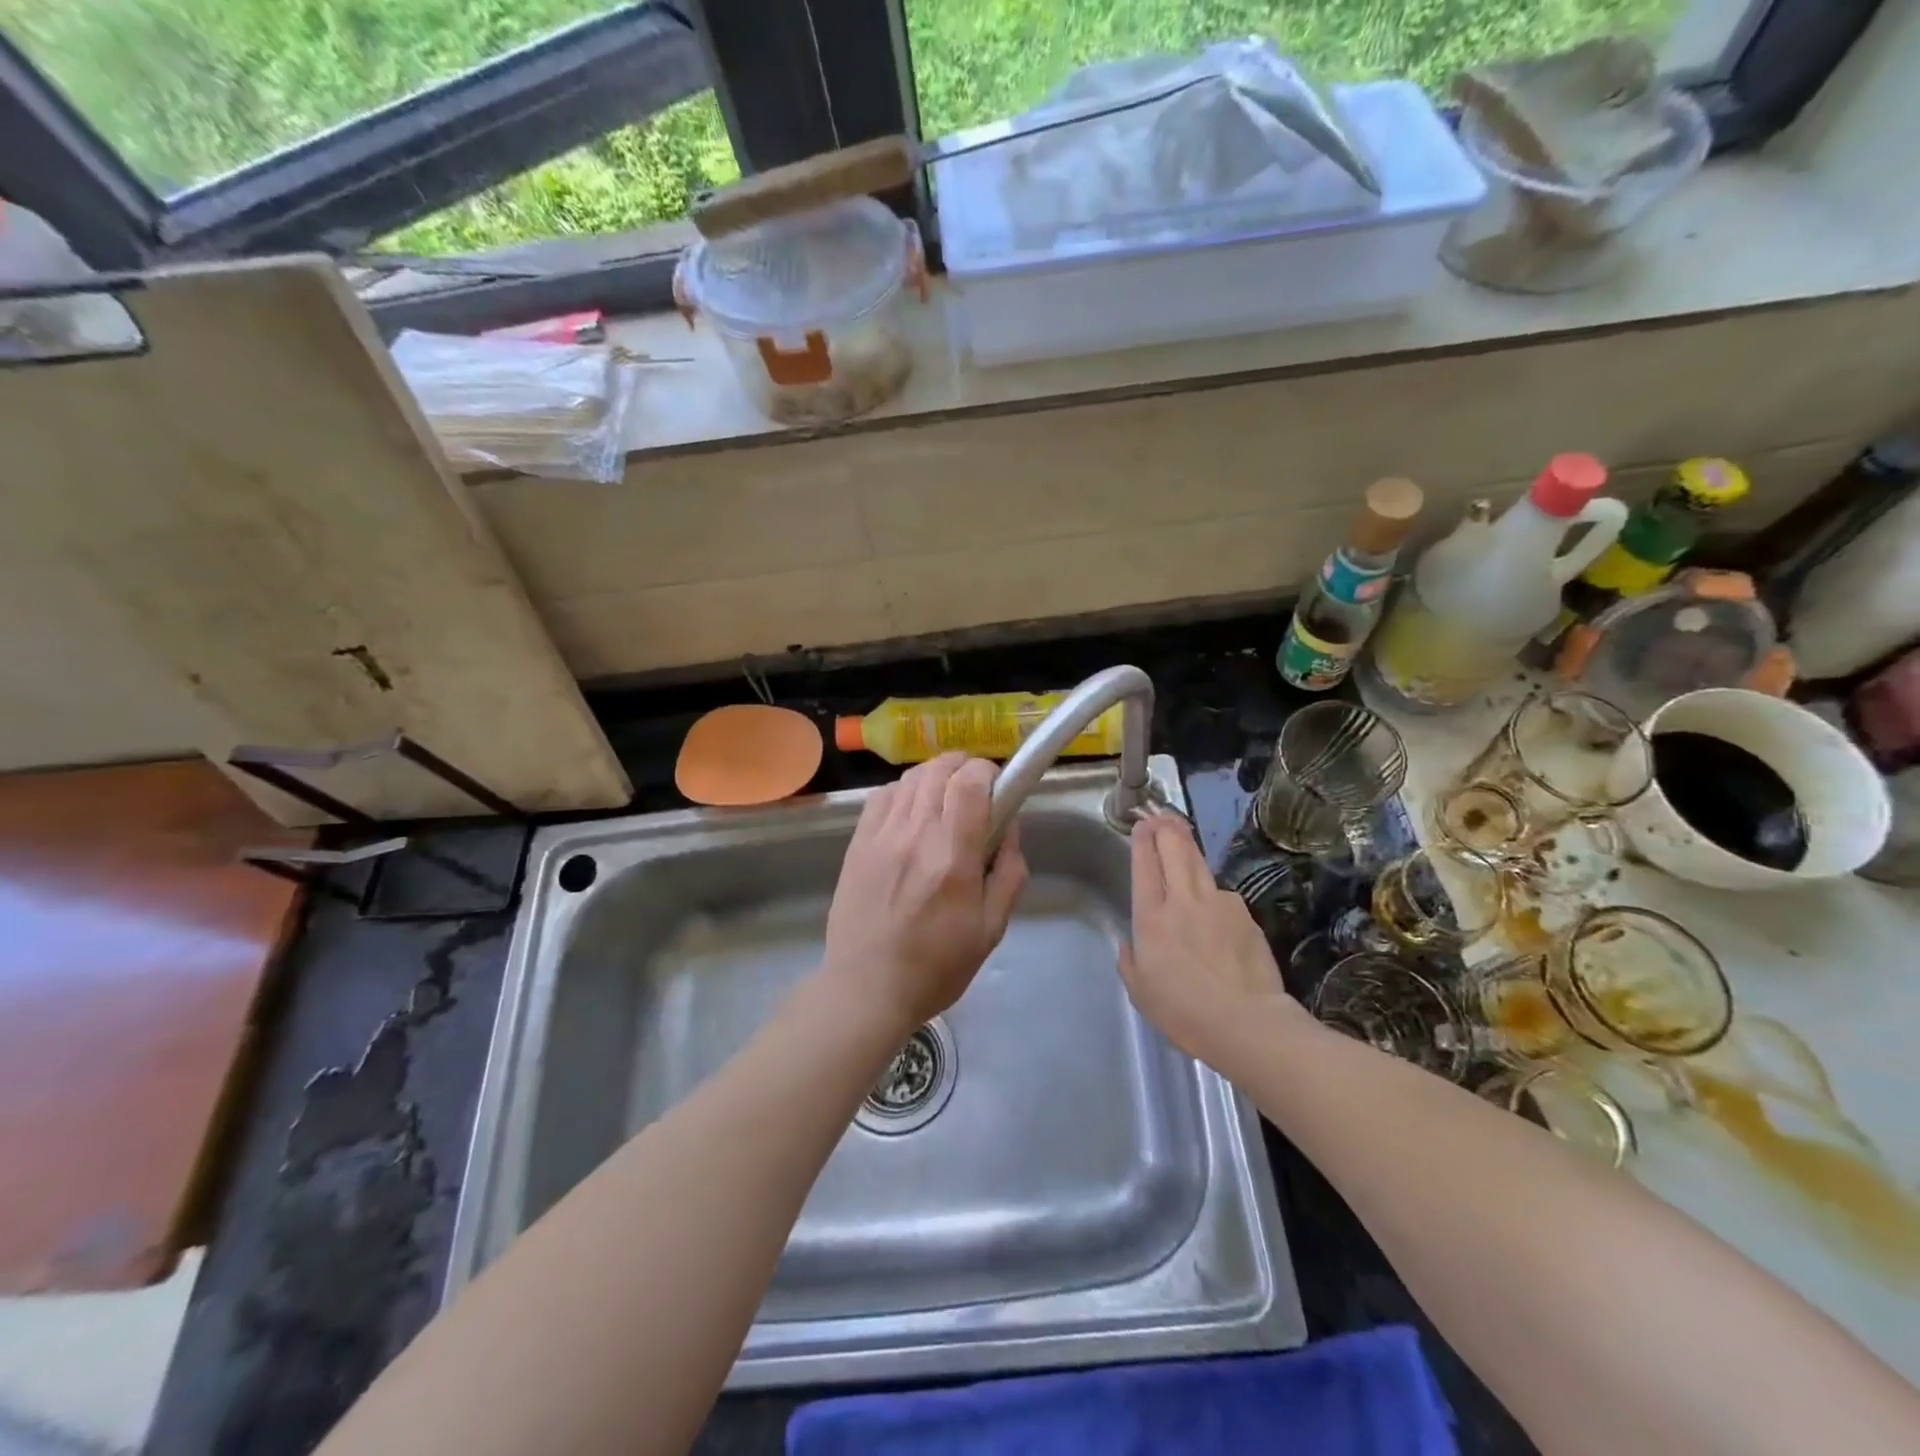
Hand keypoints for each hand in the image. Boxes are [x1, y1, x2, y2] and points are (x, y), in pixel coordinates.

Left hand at [821, 753, 1027, 1036]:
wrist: (867, 989)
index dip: (988, 772)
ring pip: (911, 776)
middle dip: (965, 768)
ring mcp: (881, 835)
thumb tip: (1010, 827)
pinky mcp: (858, 843)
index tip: (997, 788)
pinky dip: (905, 790)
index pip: (969, 781)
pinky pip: (883, 794)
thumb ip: (1009, 872)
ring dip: (936, 776)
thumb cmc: (937, 966)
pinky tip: (912, 811)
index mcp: (953, 857)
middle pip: (940, 768)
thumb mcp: (992, 928)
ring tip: (945, 798)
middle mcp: (915, 835)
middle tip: (976, 792)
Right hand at [1119, 812, 1301, 1067]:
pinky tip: (1215, 908)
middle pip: (1174, 849)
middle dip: (1166, 828)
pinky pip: (1223, 895)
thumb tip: (1129, 945)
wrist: (1245, 1022)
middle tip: (1162, 816)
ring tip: (1183, 838)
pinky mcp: (1244, 914)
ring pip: (1199, 863)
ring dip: (1189, 848)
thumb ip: (1130, 962)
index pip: (1145, 865)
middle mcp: (1183, 900)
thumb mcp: (1141, 992)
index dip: (1143, 840)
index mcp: (1151, 917)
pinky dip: (1214, 893)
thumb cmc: (1183, 1011)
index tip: (1142, 824)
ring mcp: (1218, 902)